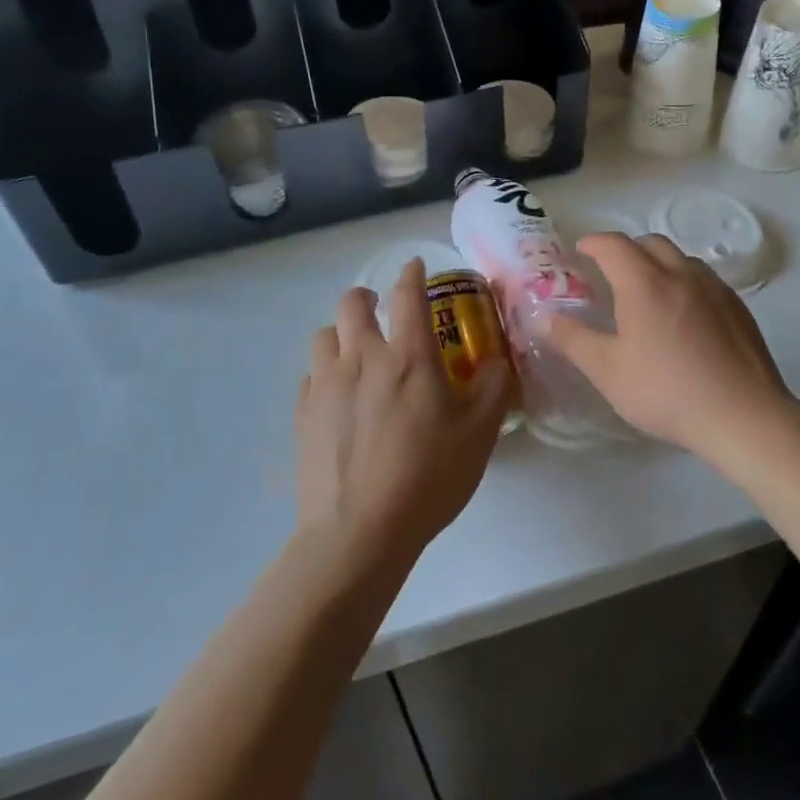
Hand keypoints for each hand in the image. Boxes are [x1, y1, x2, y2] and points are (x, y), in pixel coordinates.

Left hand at [295, 259, 510, 572]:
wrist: (358, 533)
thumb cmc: (427, 478)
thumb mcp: (480, 435)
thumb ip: (494, 390)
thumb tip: (497, 362)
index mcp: (408, 356)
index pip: (408, 295)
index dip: (412, 273)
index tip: (415, 266)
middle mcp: (362, 358)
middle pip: (352, 303)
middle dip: (366, 296)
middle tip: (380, 308)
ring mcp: (326, 384)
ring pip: (324, 335)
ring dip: (341, 333)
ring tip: (356, 352)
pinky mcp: (302, 414)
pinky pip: (310, 375)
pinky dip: (325, 372)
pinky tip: (338, 395)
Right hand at [546, 234, 796, 465]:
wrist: (743, 415)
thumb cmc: (666, 392)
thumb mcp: (608, 371)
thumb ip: (573, 340)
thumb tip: (545, 317)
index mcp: (644, 283)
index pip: (613, 244)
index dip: (593, 243)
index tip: (580, 251)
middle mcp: (680, 273)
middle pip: (650, 242)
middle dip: (626, 249)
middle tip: (611, 272)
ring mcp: (714, 288)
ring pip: (681, 258)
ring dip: (658, 263)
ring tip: (648, 292)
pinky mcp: (738, 306)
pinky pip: (704, 279)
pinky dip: (684, 282)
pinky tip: (684, 316)